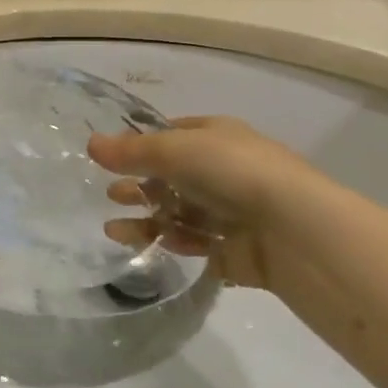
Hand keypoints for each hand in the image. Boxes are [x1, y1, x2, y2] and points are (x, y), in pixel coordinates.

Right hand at [87, 117, 321, 292]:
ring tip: (113, 230)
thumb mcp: (174, 150)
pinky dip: (171, 242)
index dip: (142, 144)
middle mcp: (226, 171)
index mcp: (218, 137)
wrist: (296, 230)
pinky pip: (197, 244)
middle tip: (110, 195)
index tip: (111, 158)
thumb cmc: (232, 172)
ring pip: (181, 213)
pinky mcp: (238, 251)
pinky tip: (148, 245)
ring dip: (147, 219)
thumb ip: (131, 151)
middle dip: (140, 185)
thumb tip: (90, 143)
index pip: (173, 135)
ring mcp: (234, 213)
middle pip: (174, 177)